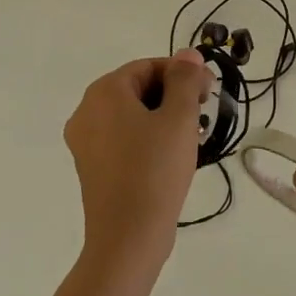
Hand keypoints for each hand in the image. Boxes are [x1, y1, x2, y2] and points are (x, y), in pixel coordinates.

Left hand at [64, 51, 211, 276]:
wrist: (127, 240)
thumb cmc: (154, 171)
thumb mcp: (179, 118)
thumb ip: (185, 79)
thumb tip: (187, 54)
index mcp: (104, 92)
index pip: (149, 66)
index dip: (183, 74)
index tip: (209, 93)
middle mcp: (87, 111)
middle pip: (138, 88)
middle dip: (174, 95)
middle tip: (204, 114)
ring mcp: (86, 142)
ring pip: (133, 114)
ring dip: (164, 117)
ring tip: (192, 137)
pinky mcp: (92, 167)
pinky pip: (124, 138)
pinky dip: (148, 138)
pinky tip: (171, 156)